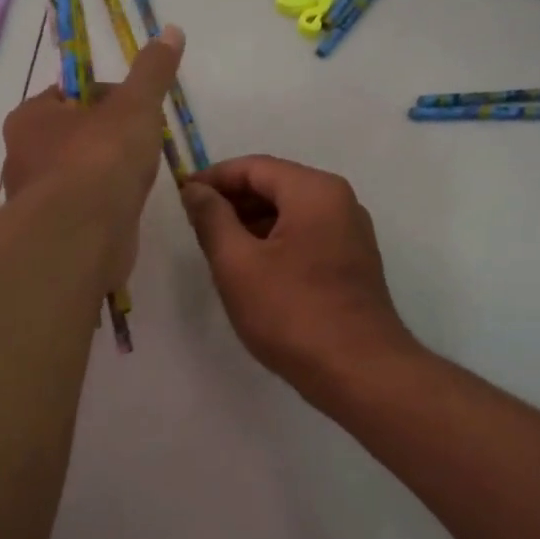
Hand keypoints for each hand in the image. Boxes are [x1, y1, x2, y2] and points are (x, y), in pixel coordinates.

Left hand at [1, 26, 183, 285]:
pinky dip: (104, 207)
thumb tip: (171, 31)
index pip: (70, 94)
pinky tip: (126, 209)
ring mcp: (35, 199)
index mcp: (31, 117)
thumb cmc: (101, 160)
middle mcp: (23, 156)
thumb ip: (152, 71)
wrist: (82, 237)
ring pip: (78, 175)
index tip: (139, 109)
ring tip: (139, 179)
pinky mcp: (52, 234)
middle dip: (109, 138)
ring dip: (107, 175)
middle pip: (74, 135)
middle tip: (144, 144)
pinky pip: (83, 210)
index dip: (108, 96)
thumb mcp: (135, 105)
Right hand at [180, 155, 415, 394]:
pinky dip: (274, 242)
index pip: (254, 167)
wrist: (358, 371)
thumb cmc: (291, 312)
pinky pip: (305, 236)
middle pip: (275, 185)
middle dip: (232, 201)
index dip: (213, 178)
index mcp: (315, 191)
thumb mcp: (237, 264)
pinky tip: (251, 269)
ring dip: (251, 223)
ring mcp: (350, 233)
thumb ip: (212, 219)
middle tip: (195, 226)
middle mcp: (340, 202)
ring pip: (290, 213)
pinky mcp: (352, 263)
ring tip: (217, 249)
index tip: (182, 198)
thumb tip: (195, 190)